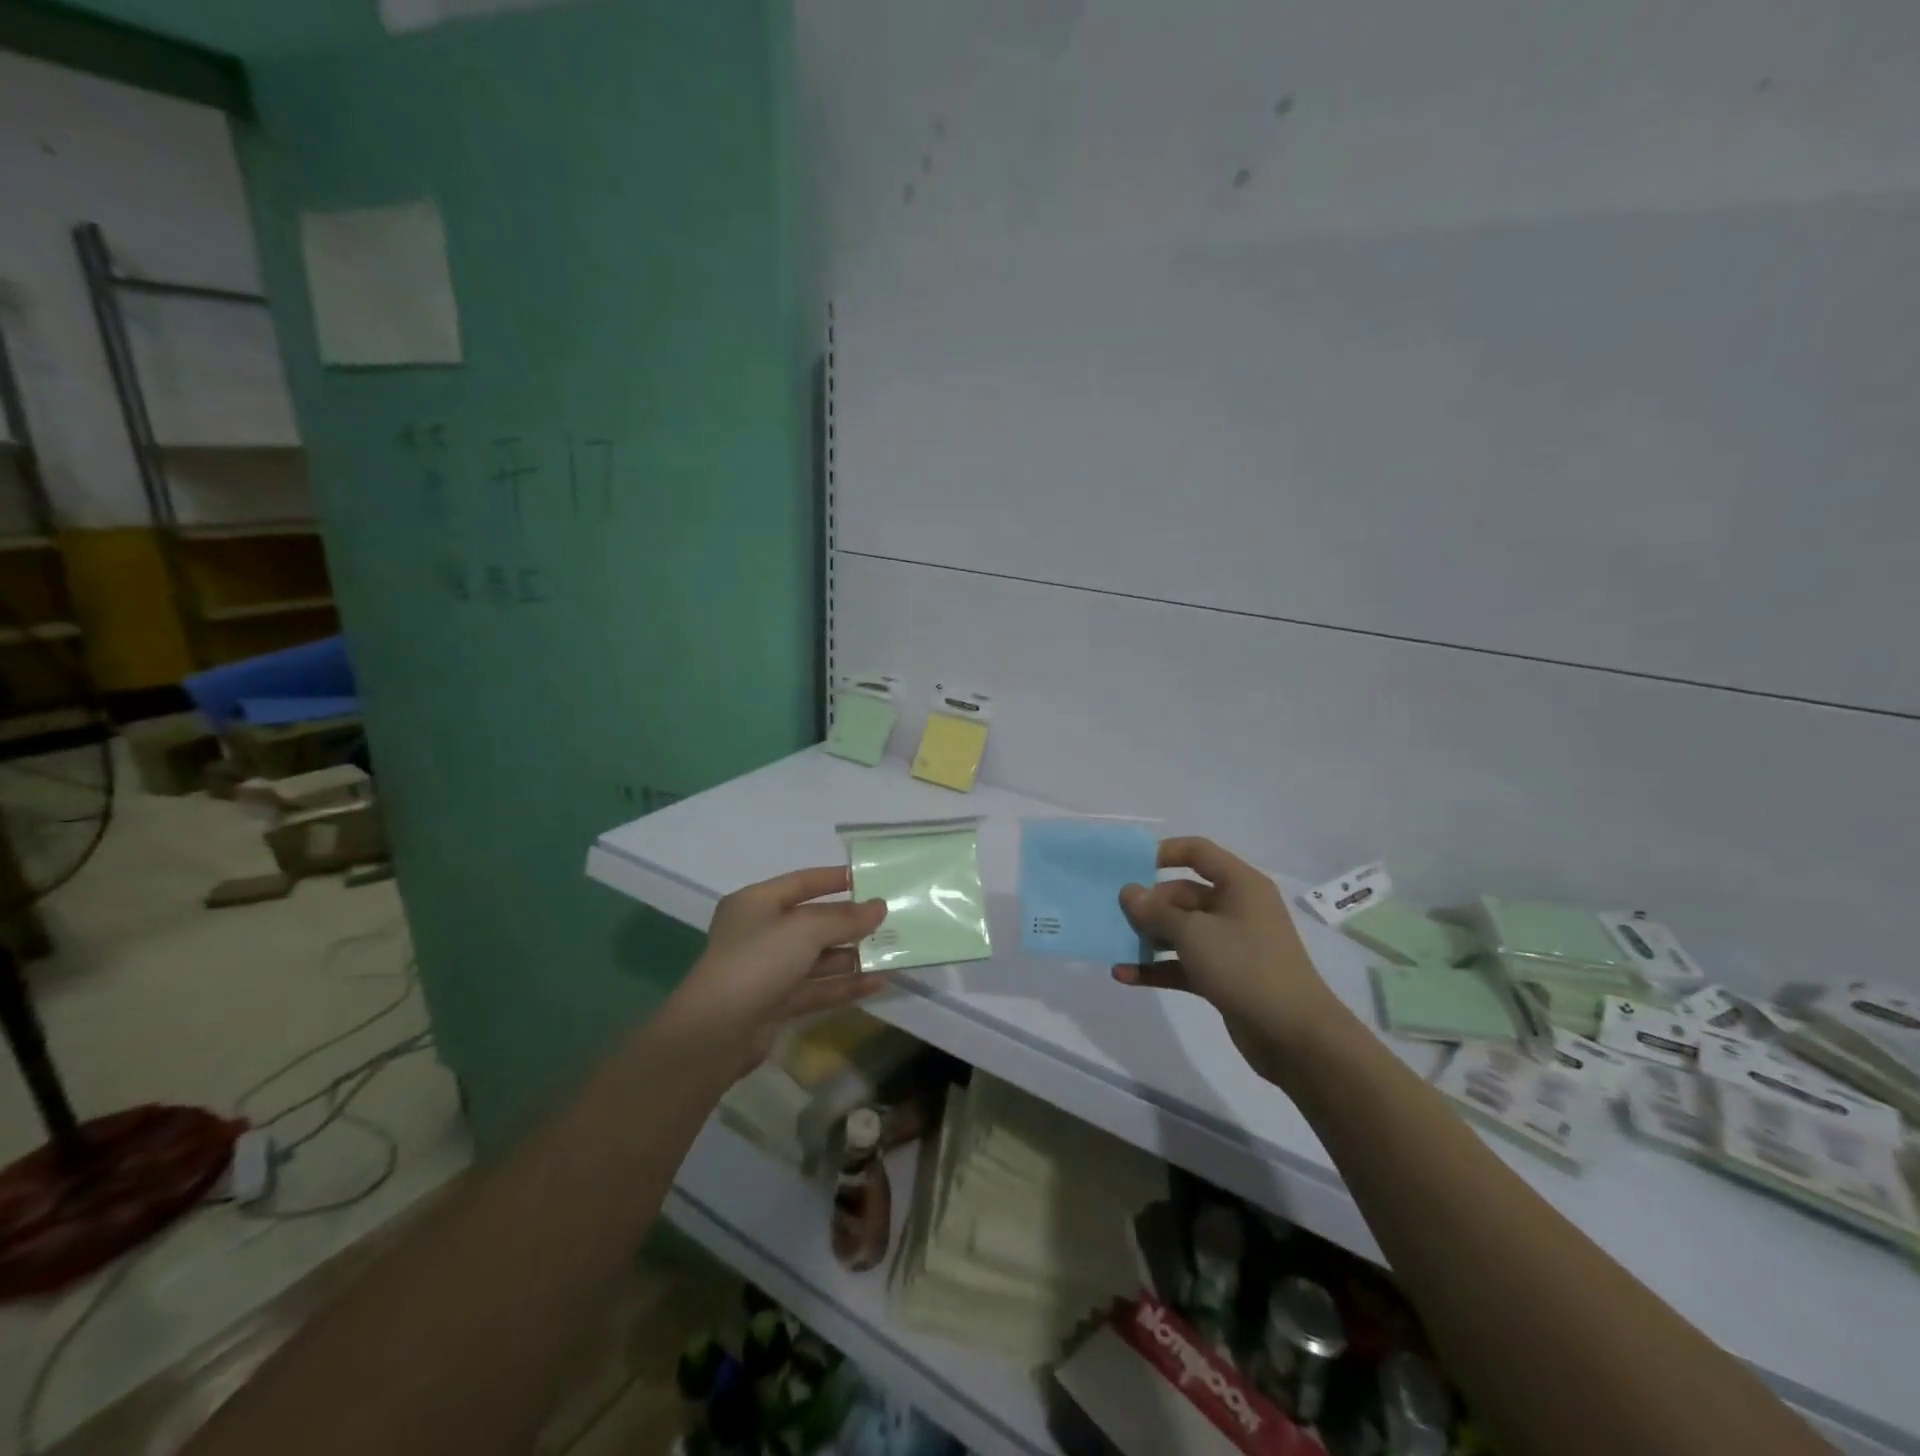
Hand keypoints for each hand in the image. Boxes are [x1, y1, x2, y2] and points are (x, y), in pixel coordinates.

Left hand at [665, 866, 888, 1071]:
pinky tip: (878, 983)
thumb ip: (845, 918)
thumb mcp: (806, 930)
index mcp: (756, 903)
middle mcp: (760, 932)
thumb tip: (880, 907)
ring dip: (852, 957)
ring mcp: (767, 970)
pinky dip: (844, 985)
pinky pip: (816, 988)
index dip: (835, 879)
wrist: (716, 1032)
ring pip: (817, 958)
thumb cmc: (758, 961)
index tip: (870, 879)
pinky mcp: (775, 1003)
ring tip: (892, 953)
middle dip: (850, 923)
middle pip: (812, 922)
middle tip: (889, 920)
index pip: (802, 882)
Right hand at [1113, 837, 1344, 1078]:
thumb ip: (1155, 911)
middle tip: (1114, 914)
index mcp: (1239, 885)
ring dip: (1148, 938)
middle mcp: (1236, 908)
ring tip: (1113, 943)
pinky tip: (1124, 975)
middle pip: (1183, 894)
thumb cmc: (1245, 967)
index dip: (1163, 852)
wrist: (1294, 1036)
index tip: (1129, 866)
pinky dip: (1157, 967)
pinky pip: (1184, 963)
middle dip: (1149, 904)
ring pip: (1181, 931)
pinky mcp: (1224, 977)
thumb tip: (1129, 892)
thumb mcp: (1193, 933)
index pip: (1198, 852)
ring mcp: (1231, 944)